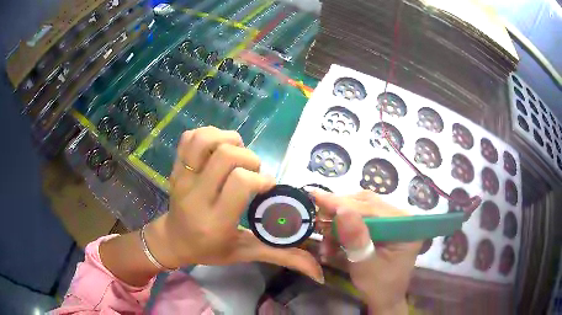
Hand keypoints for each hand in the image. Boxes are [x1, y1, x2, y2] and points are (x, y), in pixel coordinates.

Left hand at [145, 127, 322, 282]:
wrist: (173, 240)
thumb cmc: (209, 249)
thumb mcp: (245, 254)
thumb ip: (282, 257)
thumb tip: (319, 271)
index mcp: (215, 221)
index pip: (240, 182)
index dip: (261, 178)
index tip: (267, 186)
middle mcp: (195, 196)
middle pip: (225, 156)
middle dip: (249, 158)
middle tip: (252, 172)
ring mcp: (182, 178)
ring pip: (205, 140)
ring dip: (227, 140)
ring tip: (236, 155)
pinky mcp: (175, 167)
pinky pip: (189, 138)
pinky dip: (207, 135)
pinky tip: (217, 148)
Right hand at [312, 190, 420, 313]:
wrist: (384, 297)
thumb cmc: (378, 286)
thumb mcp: (365, 265)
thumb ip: (355, 239)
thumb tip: (341, 210)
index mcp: (405, 225)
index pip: (371, 208)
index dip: (342, 203)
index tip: (315, 196)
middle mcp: (400, 217)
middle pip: (366, 203)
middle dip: (339, 212)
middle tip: (317, 219)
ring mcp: (391, 220)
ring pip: (360, 209)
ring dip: (339, 223)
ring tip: (325, 242)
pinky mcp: (382, 225)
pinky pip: (359, 219)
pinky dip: (342, 230)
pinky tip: (331, 244)